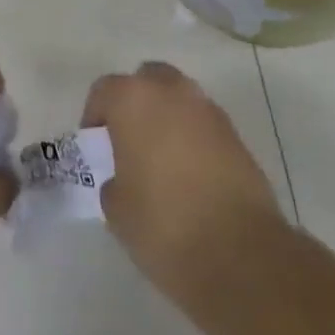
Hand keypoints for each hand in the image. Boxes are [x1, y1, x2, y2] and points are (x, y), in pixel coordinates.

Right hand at [82, 62, 284, 301]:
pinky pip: (203, 124)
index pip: (104, 90)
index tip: (95, 147)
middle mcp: (172, 92)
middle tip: (129, 141)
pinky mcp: (236, 134)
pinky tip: (189, 175)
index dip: (95, 116)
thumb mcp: (117, 210)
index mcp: (134, 100)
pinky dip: (193, 138)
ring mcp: (208, 110)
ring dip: (167, 118)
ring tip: (161, 160)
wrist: (240, 253)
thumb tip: (124, 179)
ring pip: (179, 99)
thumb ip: (114, 182)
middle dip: (137, 103)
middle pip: (147, 80)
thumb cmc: (164, 225)